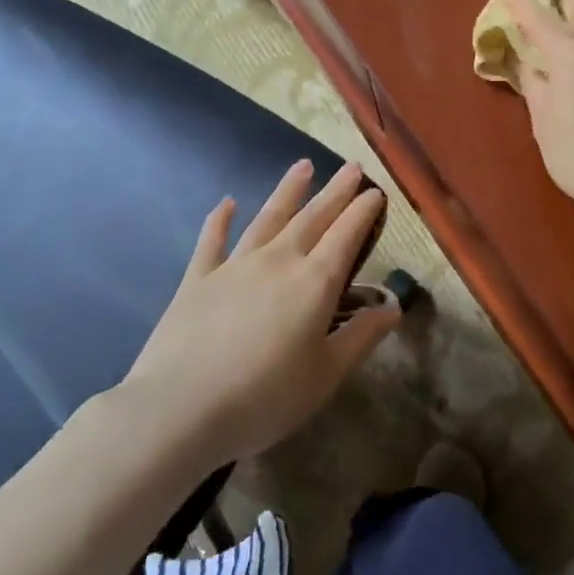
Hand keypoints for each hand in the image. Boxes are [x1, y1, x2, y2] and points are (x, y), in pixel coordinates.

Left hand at [107, 159, 398, 472]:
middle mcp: (277, 262)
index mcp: (314, 283)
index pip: (346, 236)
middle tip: (351, 167)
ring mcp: (234, 266)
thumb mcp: (326, 375)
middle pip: (312, 218)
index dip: (363, 212)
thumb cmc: (265, 397)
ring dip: (288, 191)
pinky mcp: (197, 280)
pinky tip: (226, 203)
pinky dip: (219, 220)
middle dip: (335, 191)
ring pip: (267, 218)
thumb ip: (361, 337)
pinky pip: (212, 241)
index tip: (376, 192)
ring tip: (303, 166)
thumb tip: (393, 309)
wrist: (180, 409)